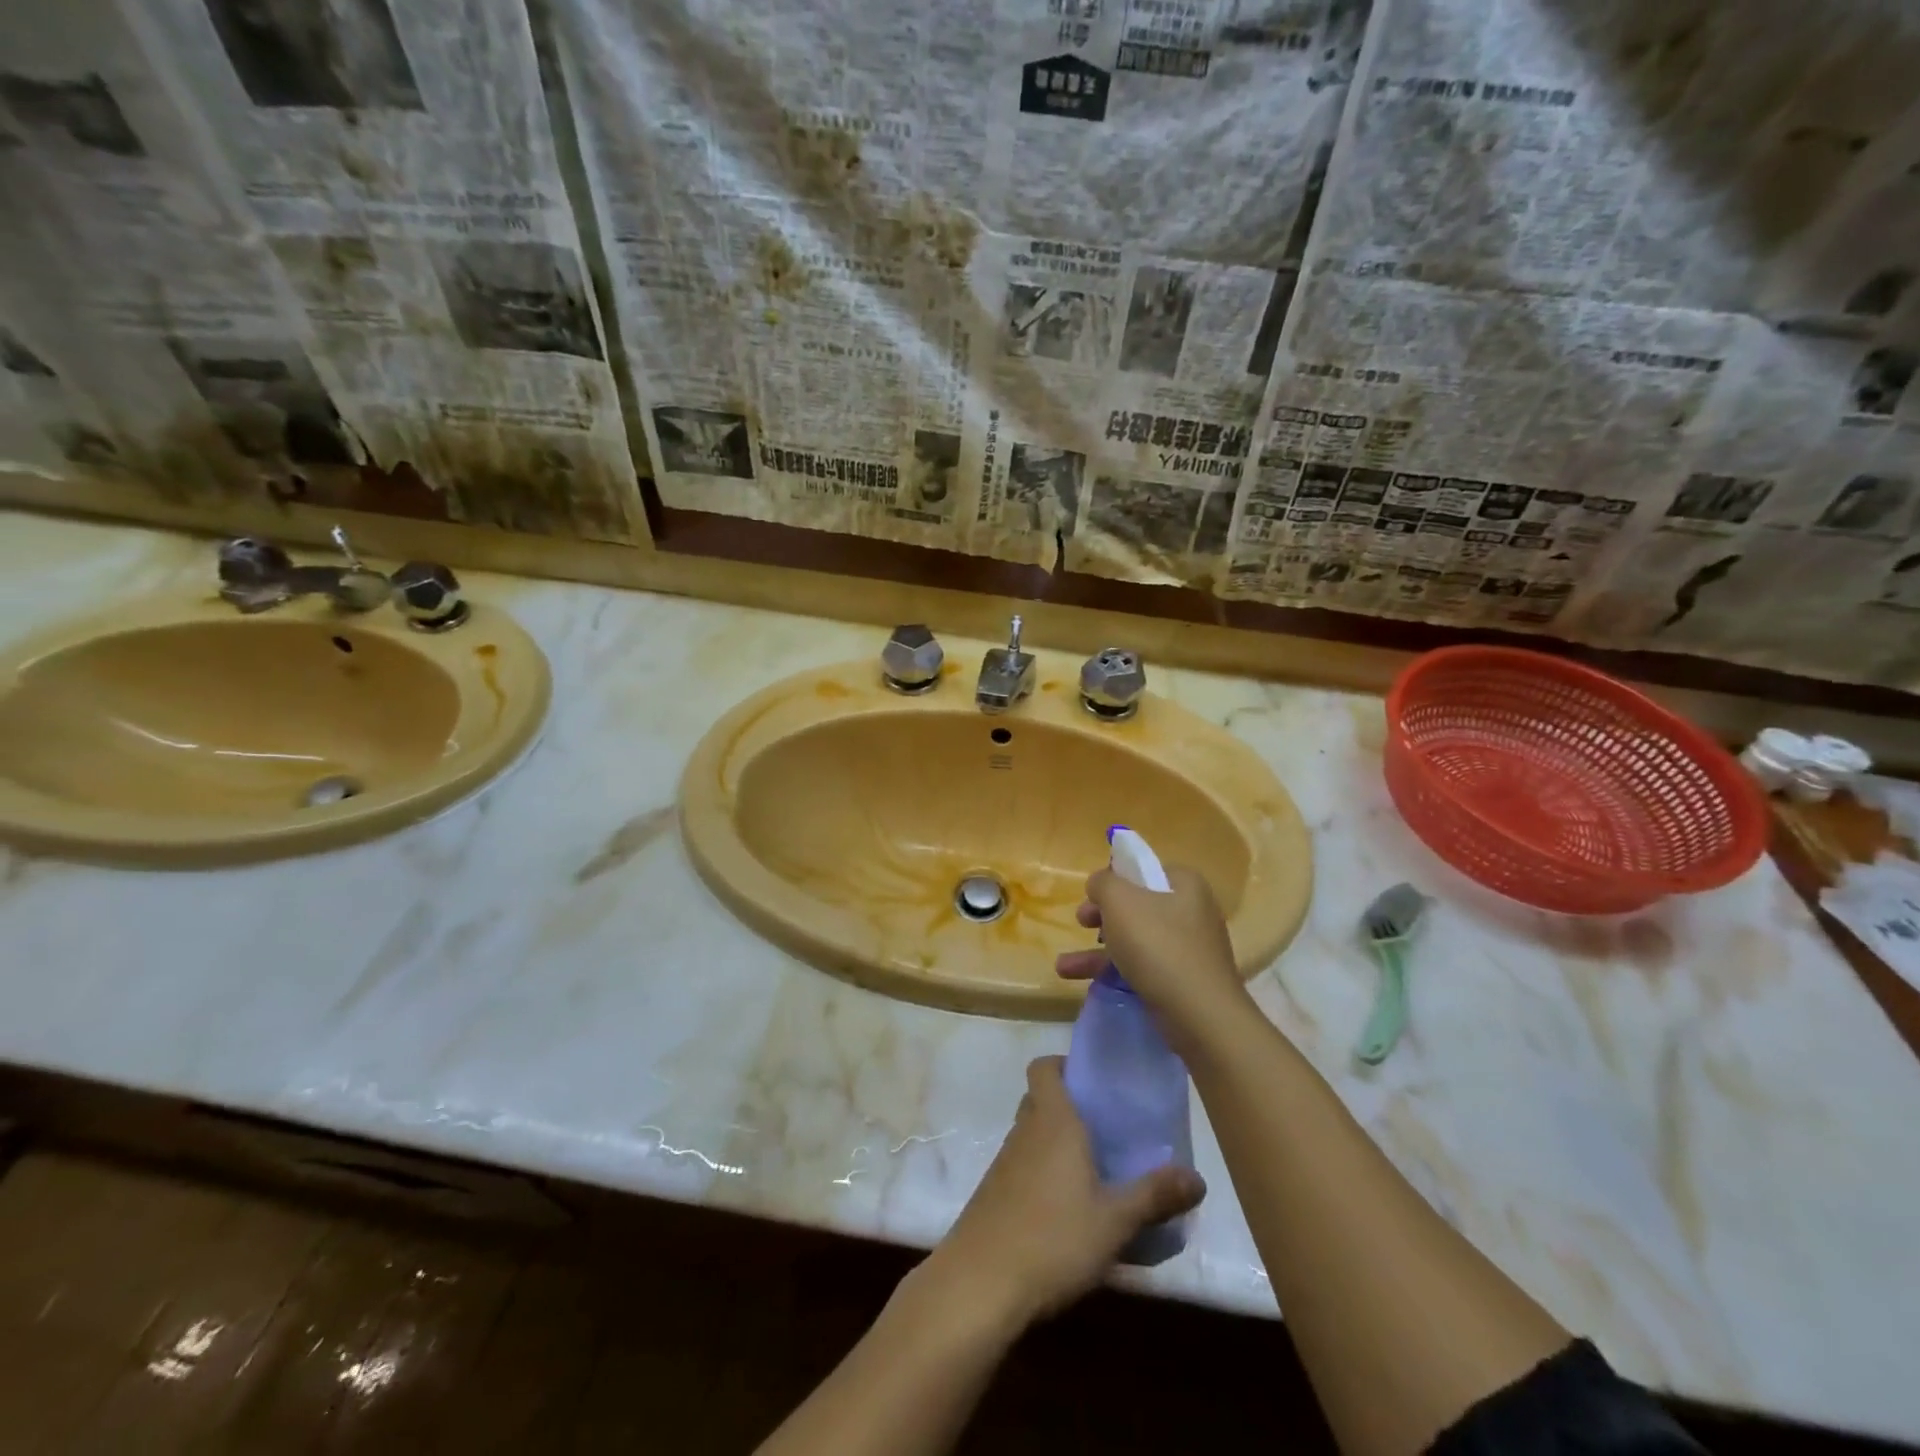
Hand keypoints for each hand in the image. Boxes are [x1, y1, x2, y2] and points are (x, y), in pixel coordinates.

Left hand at [921, 1057, 1204, 1327]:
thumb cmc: (1052, 1238)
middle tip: (1107, 1130)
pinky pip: (1023, 1166)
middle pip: (1041, 1099)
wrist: (981, 1283)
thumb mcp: (1115, 1220)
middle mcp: (1024, 1130)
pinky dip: (1043, 1173)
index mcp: (1052, 1120)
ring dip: (1057, 1143)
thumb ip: (1155, 1195)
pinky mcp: (994, 1193)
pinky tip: (1068, 1210)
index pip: (1044, 1067)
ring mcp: (1004, 1162)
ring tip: (1096, 1172)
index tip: (1094, 1083)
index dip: (1064, 1065)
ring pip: (1032, 1134)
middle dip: (1070, 1108)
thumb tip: (1197, 1178)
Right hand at [1055, 864, 1249, 1043]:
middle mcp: (1191, 911)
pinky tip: (1083, 981)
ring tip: (1064, 966)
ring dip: (1098, 949)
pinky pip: (1142, 966)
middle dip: (1102, 915)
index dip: (1113, 878)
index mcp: (1184, 884)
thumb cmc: (1159, 946)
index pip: (1143, 869)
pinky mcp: (1182, 980)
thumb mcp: (1120, 901)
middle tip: (1081, 922)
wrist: (1201, 1016)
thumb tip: (1099, 883)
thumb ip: (1103, 883)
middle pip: (1137, 904)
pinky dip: (1114, 971)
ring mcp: (1189, 948)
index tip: (1091, 895)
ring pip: (1135, 938)